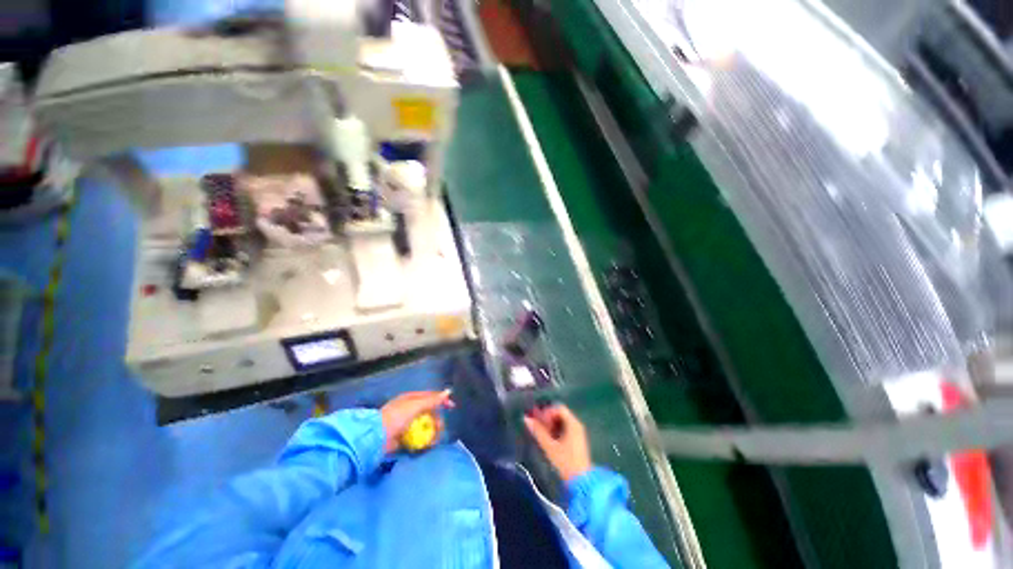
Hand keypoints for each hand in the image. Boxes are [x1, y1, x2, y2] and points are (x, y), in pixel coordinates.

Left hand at [380, 390, 453, 452]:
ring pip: (425, 426)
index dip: (442, 400)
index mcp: (411, 398)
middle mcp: (409, 410)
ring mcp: (406, 424)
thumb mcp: (416, 405)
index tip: (452, 407)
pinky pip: (418, 438)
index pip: (430, 397)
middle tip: (440, 429)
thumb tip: (448, 391)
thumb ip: (432, 400)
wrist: (376, 438)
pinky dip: (424, 441)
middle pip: (429, 413)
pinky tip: (426, 446)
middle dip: (437, 420)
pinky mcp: (403, 438)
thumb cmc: (396, 417)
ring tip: (433, 441)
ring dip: (431, 433)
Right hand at [524, 404, 591, 481]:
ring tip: (542, 435)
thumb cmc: (565, 462)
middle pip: (560, 414)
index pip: (558, 408)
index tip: (538, 422)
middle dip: (547, 419)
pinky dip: (556, 431)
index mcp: (573, 423)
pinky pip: (565, 430)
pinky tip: (549, 441)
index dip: (546, 412)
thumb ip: (538, 431)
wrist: (582, 482)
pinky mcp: (577, 441)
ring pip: (562, 422)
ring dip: (551, 425)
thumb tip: (526, 418)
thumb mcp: (549, 446)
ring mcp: (578, 433)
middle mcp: (577, 425)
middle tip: (538, 428)